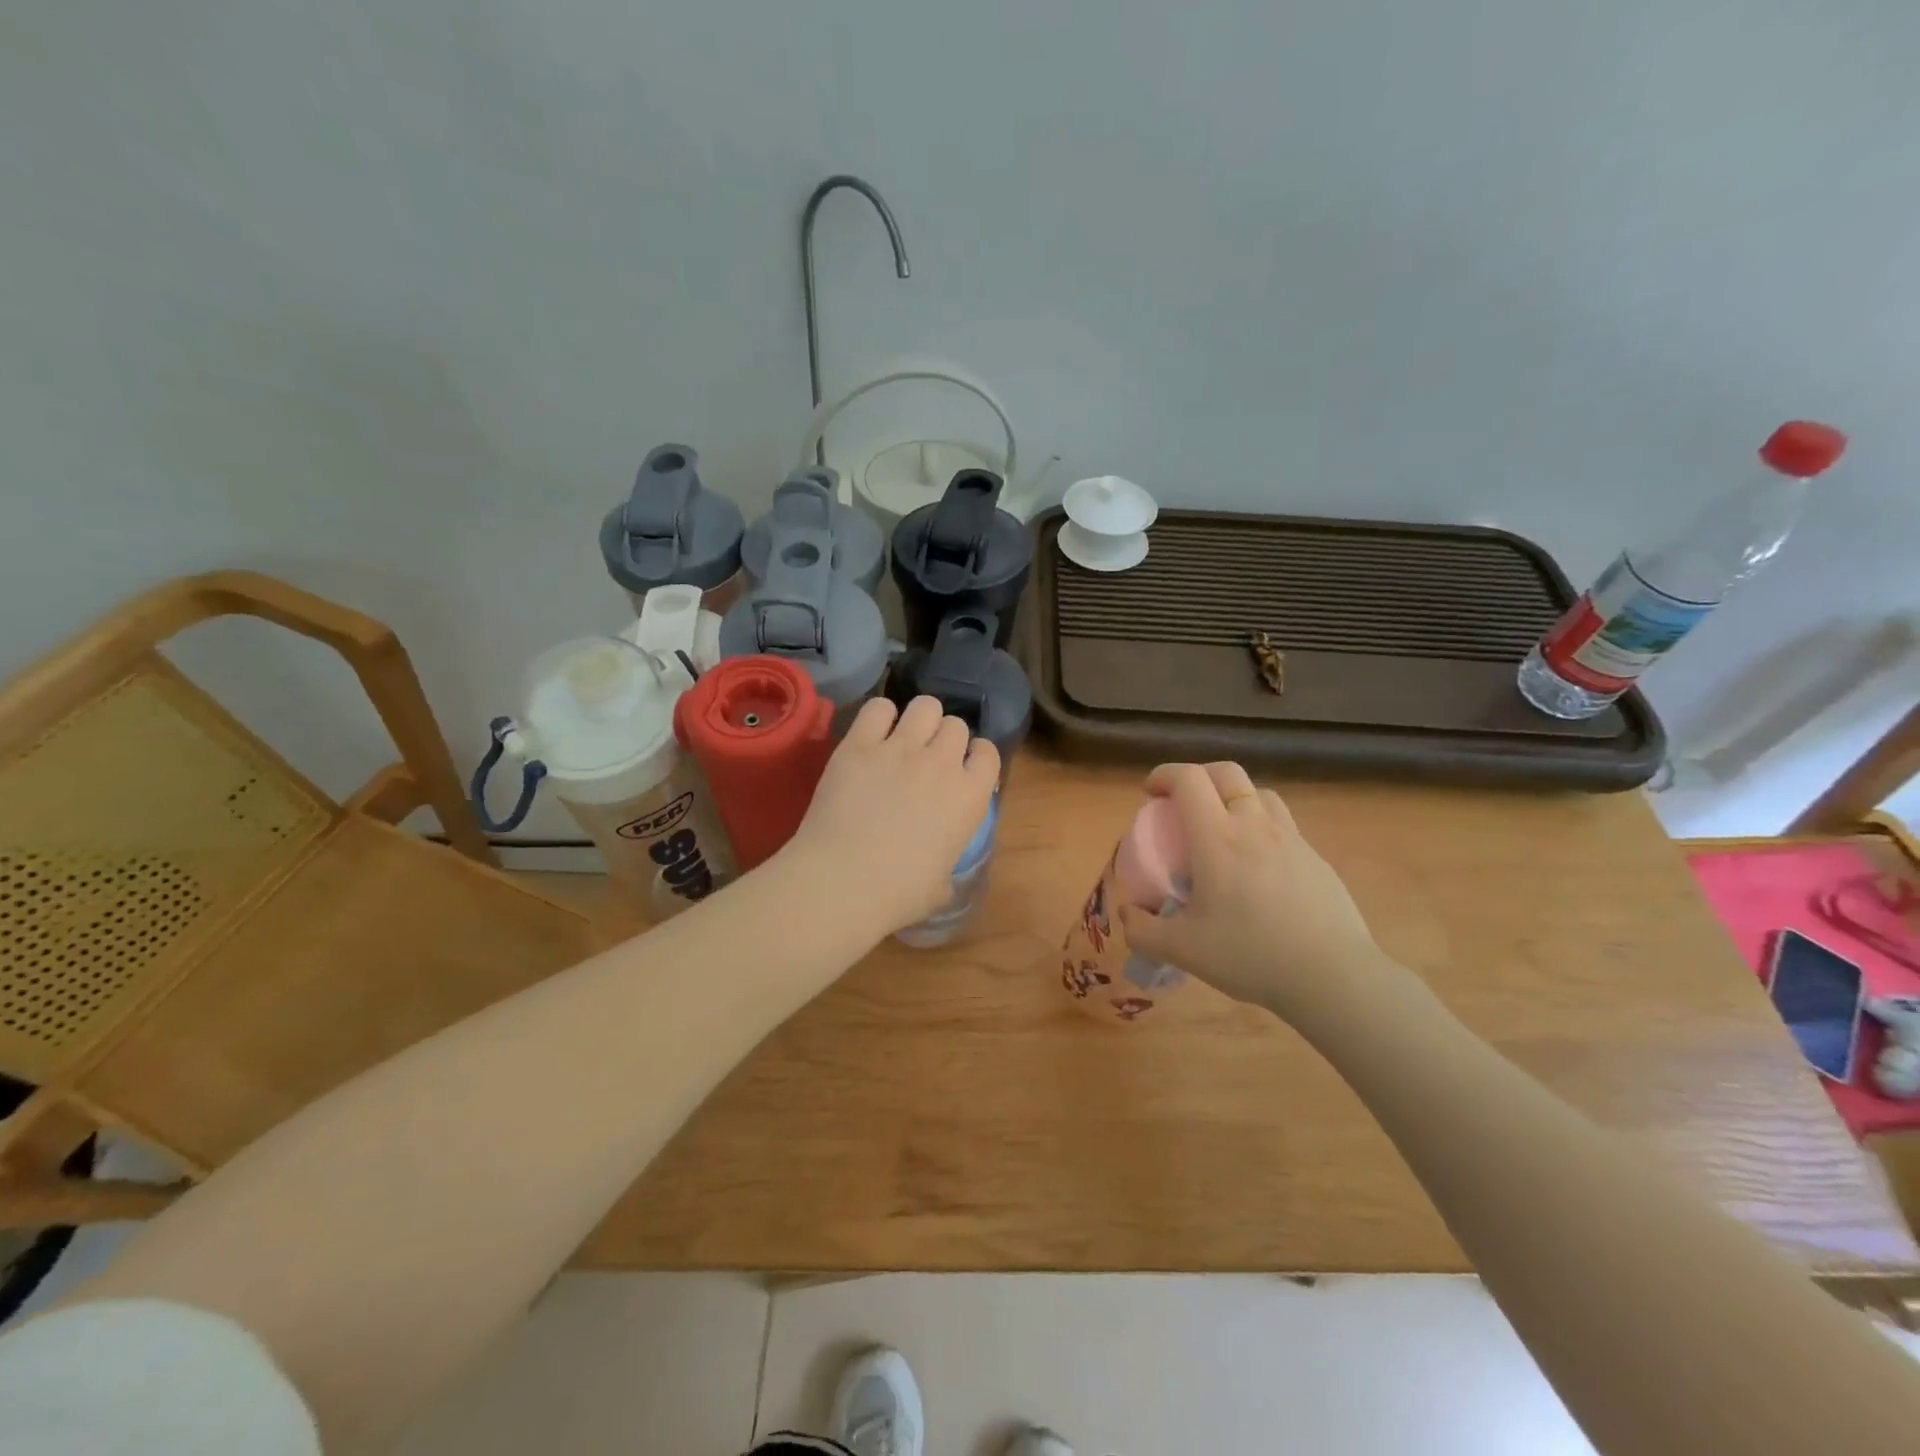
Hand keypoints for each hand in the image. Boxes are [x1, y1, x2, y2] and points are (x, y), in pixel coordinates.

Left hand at [781, 695, 999, 937]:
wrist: (843, 881)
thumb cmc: (897, 894)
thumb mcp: (940, 889)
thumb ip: (947, 869)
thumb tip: (940, 875)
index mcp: (969, 797)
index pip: (989, 753)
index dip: (976, 758)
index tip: (963, 768)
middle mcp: (941, 763)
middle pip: (955, 725)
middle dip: (945, 738)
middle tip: (928, 759)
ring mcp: (899, 748)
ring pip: (925, 706)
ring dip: (919, 719)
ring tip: (904, 738)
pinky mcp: (859, 744)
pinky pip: (878, 707)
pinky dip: (880, 716)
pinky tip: (873, 735)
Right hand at [1117, 763, 1423, 1033]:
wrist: (1333, 976)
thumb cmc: (1250, 955)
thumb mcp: (1182, 950)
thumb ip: (1143, 931)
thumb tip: (1127, 914)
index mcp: (1218, 838)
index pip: (1189, 780)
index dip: (1164, 774)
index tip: (1150, 792)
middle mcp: (1255, 826)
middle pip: (1227, 773)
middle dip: (1198, 776)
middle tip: (1182, 802)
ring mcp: (1292, 839)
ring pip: (1259, 794)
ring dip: (1233, 796)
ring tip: (1222, 826)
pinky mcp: (1316, 859)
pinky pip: (1283, 824)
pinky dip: (1261, 826)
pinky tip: (1257, 865)